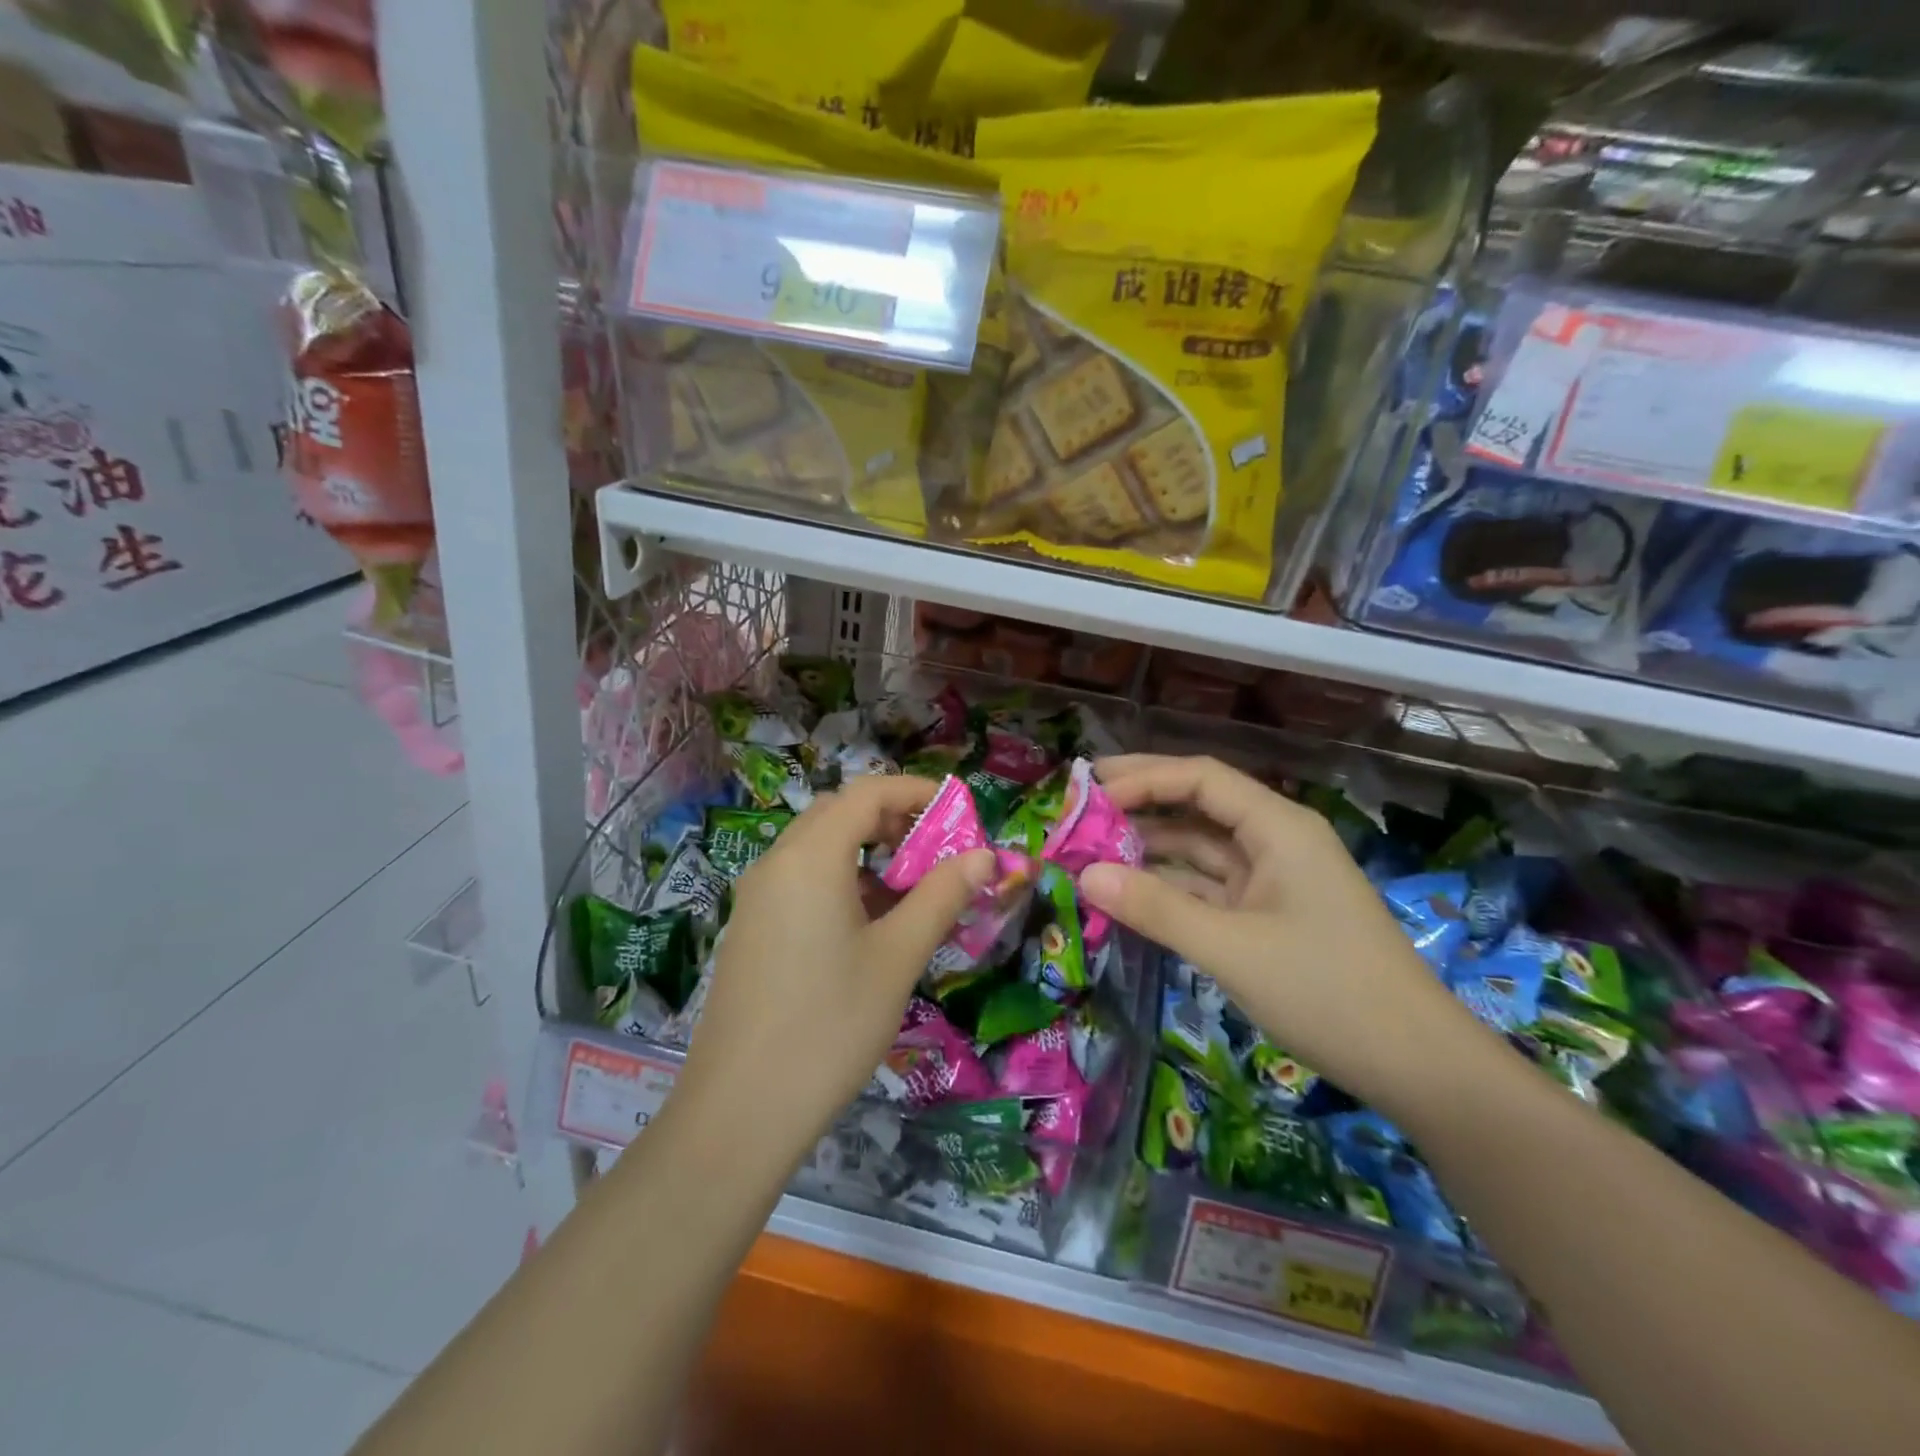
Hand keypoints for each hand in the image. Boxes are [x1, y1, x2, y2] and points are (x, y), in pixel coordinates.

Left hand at [676, 775, 993, 1158]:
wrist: (740, 1111)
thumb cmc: (831, 1024)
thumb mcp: (898, 956)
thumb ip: (942, 895)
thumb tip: (985, 855)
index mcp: (810, 857)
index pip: (867, 791)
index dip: (916, 792)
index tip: (959, 812)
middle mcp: (776, 862)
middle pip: (839, 812)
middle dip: (893, 819)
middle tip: (937, 851)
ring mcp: (756, 896)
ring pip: (818, 847)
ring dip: (867, 851)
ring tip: (910, 892)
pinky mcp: (751, 928)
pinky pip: (800, 880)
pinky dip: (841, 880)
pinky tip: (868, 927)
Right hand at [1078, 754, 1500, 1121]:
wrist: (1417, 1066)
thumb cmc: (1328, 993)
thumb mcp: (1231, 948)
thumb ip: (1155, 907)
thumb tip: (1084, 874)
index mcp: (1278, 826)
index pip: (1200, 778)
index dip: (1142, 778)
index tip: (1087, 793)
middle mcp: (1274, 840)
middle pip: (1198, 805)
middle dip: (1140, 802)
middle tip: (1079, 804)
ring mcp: (1272, 879)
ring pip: (1200, 849)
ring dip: (1149, 849)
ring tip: (1090, 850)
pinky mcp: (1267, 915)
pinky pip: (1207, 887)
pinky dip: (1169, 887)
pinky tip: (1128, 892)